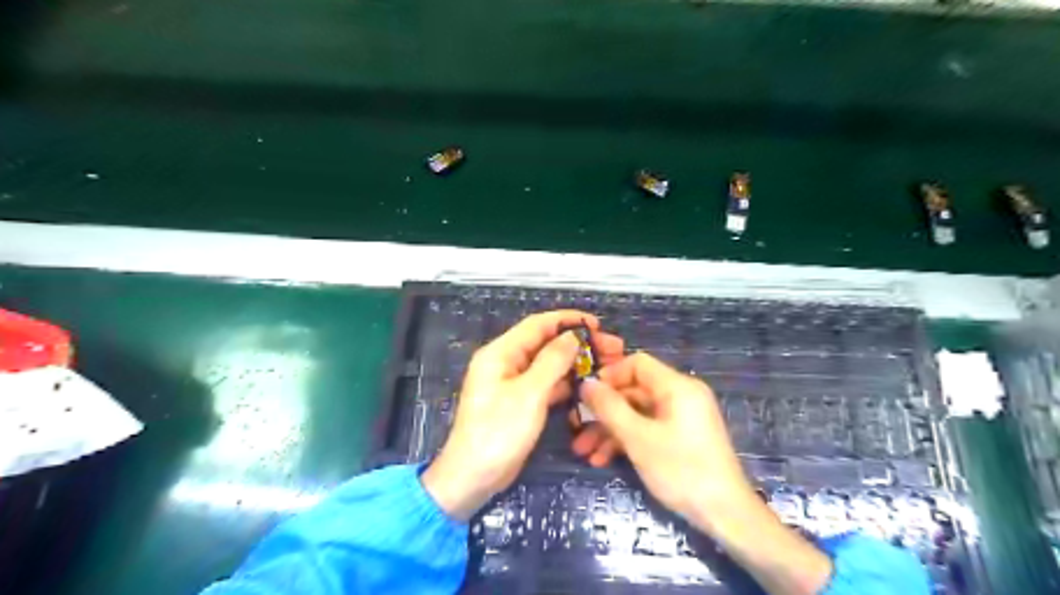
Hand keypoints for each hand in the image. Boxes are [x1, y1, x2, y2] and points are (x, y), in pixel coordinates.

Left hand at [422, 312, 622, 519]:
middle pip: (546, 343)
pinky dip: (565, 383)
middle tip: (612, 349)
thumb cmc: (498, 432)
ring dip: (575, 363)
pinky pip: (546, 384)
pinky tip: (588, 387)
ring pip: (549, 365)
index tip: (597, 324)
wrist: (473, 477)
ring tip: (607, 366)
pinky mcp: (520, 402)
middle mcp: (506, 362)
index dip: (568, 320)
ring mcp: (513, 383)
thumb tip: (573, 336)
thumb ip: (552, 361)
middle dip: (578, 343)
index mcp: (500, 353)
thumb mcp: (529, 394)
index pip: (537, 325)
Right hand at [580, 354, 753, 525]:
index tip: (585, 395)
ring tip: (584, 452)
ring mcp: (681, 418)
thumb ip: (609, 407)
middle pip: (633, 391)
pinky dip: (627, 440)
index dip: (609, 375)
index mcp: (677, 386)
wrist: (725, 515)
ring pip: (637, 414)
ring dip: (610, 430)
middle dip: (603, 412)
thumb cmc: (681, 470)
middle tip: (576, 429)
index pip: (637, 363)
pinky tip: (603, 460)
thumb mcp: (638, 437)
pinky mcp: (681, 437)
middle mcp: (680, 396)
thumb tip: (586, 383)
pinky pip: (648, 429)